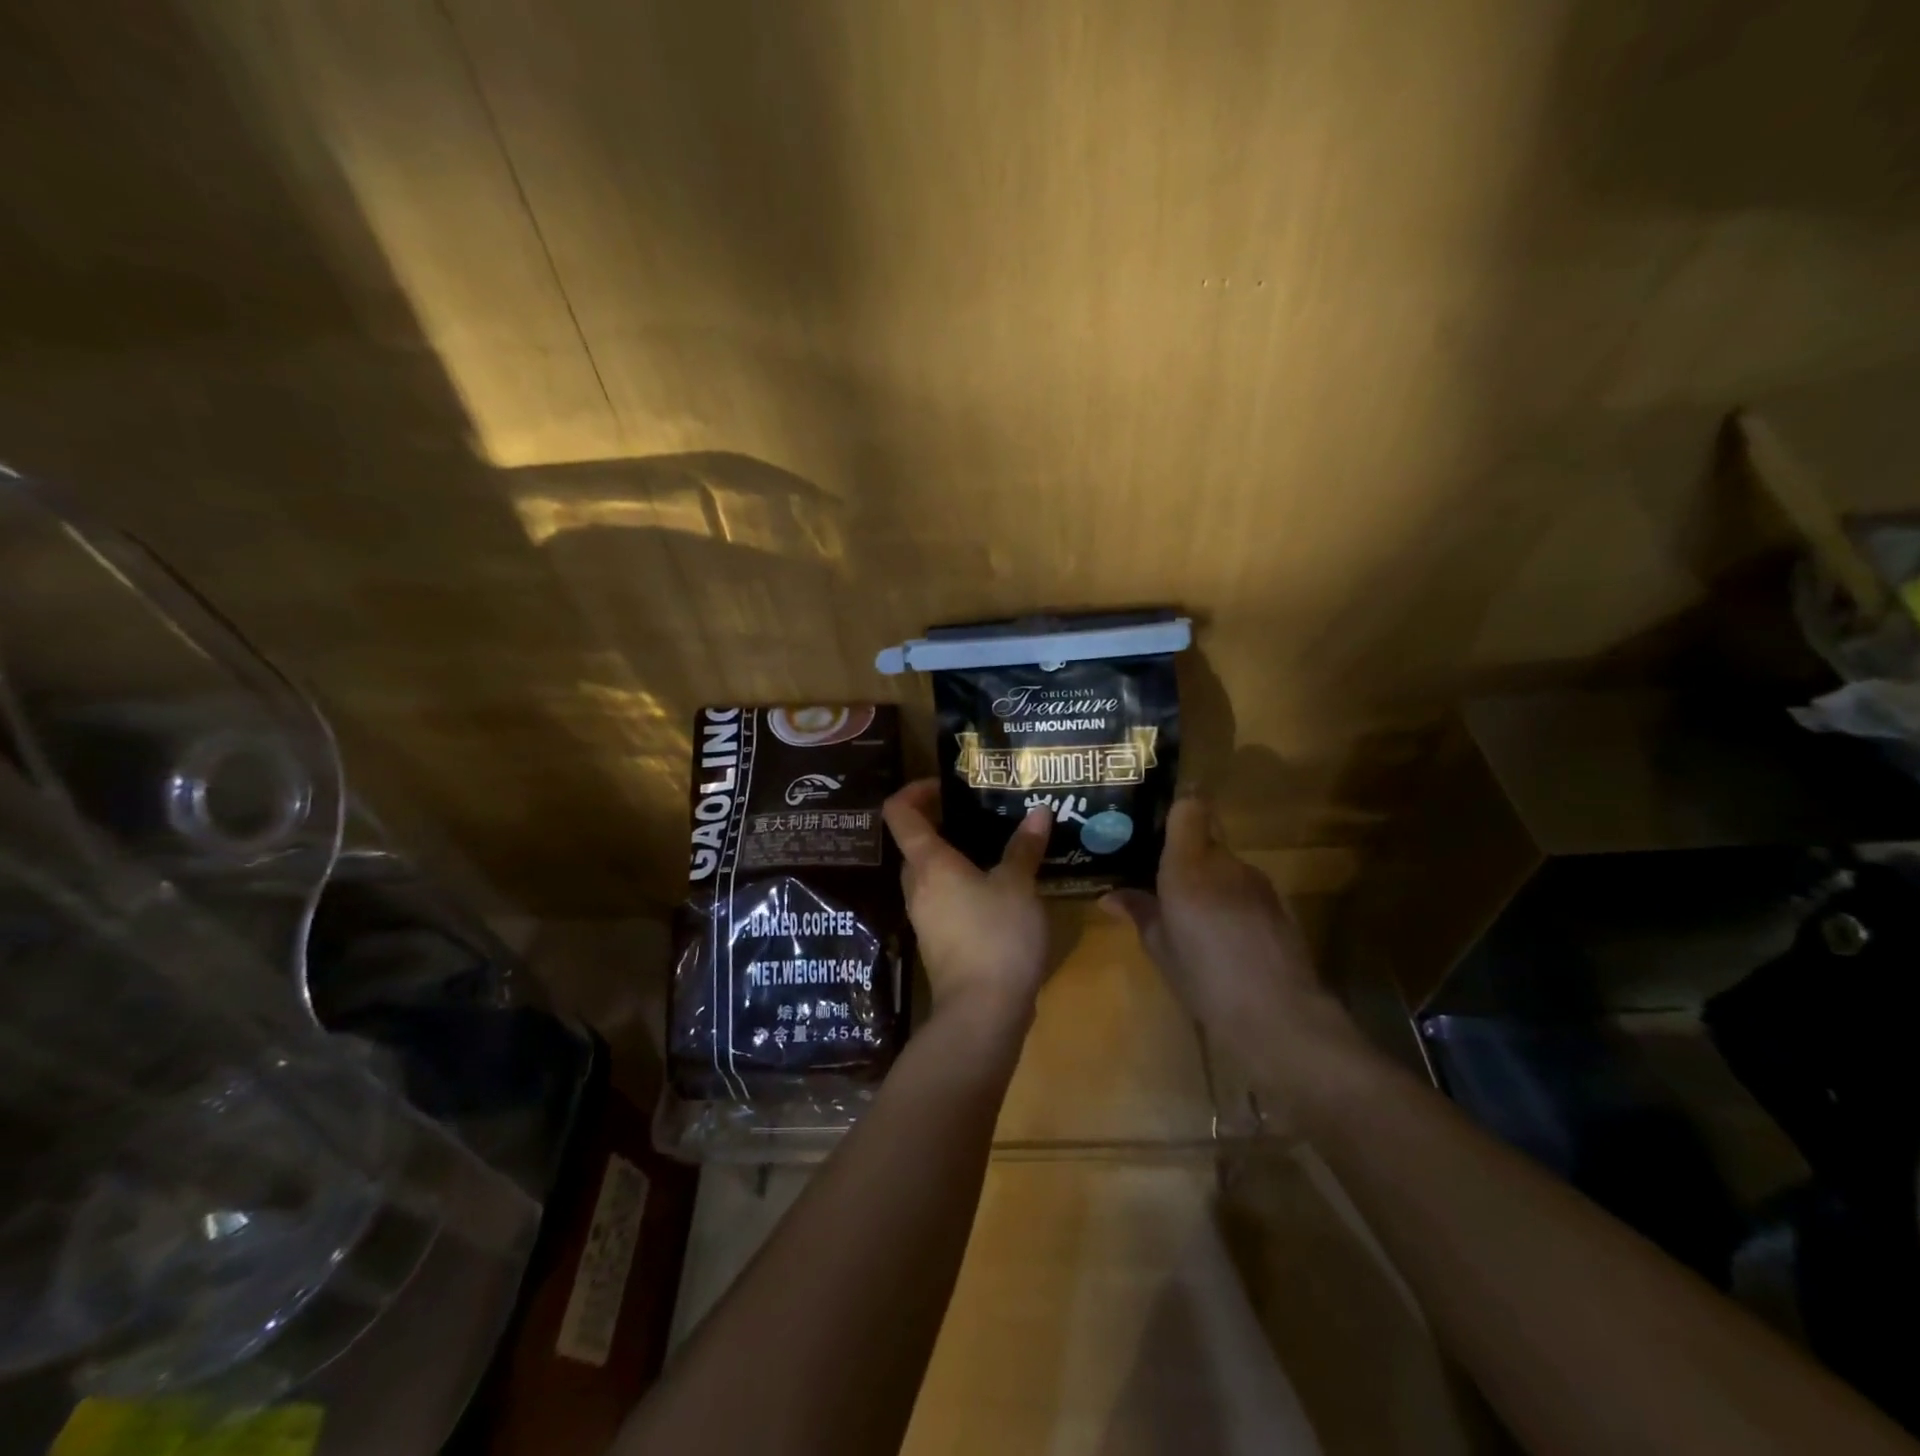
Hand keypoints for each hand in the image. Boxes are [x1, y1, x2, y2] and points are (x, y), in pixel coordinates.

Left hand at [882, 779, 1052, 1029]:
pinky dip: (962, 884)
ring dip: (954, 855)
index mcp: (929, 863)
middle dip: (941, 822)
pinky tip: (996, 887)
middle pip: (914, 842)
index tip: (947, 785)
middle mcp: (918, 886)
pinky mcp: (938, 940)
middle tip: (980, 812)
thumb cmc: (997, 936)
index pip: (899, 813)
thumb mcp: (1018, 886)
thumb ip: (1024, 847)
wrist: (982, 1012)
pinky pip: (943, 898)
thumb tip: (1038, 811)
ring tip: (995, 846)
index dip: (915, 790)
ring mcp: (925, 916)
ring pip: (930, 872)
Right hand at [1103, 797, 1362, 1086]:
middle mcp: (1226, 863)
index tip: (1155, 823)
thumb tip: (1110, 896)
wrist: (1276, 1016)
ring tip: (1189, 911)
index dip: (1176, 807)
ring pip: (1226, 865)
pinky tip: (1222, 935)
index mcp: (1190, 865)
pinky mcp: (1279, 905)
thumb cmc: (1204, 977)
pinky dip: (1230, 901)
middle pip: (1206, 836)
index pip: (1190, 807)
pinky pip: (1244, 889)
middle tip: (1159, 874)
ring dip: (1208, 879)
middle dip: (1185, 852)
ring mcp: (1258, 883)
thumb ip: (1138, 911)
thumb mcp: (1159, 947)